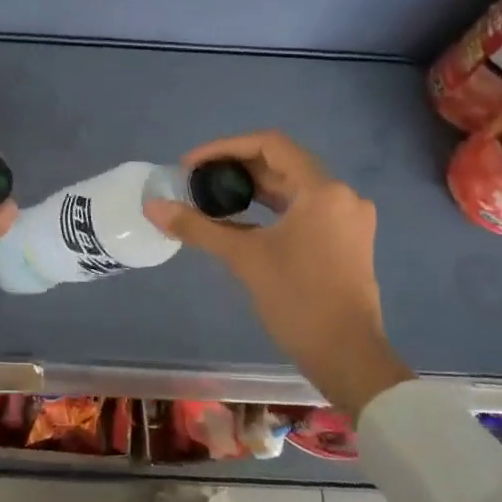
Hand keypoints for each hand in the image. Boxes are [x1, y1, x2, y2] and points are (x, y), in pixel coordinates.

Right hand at [143, 131, 414, 416]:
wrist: (348, 357)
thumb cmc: (298, 300)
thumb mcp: (244, 258)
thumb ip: (198, 227)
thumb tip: (153, 208)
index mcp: (322, 190)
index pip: (269, 144)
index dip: (225, 147)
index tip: (192, 165)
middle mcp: (341, 195)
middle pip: (282, 163)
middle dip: (236, 168)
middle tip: (197, 181)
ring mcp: (348, 218)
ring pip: (293, 187)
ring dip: (253, 188)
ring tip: (213, 197)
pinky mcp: (347, 239)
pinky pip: (303, 208)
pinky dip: (272, 208)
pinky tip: (241, 220)